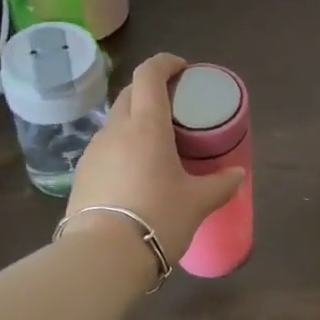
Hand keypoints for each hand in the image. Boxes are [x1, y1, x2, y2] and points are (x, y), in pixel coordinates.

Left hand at [66, 54, 244, 262]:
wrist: (102, 256)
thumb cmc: (158, 217)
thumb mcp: (198, 202)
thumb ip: (220, 184)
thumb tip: (238, 174)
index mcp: (146, 125)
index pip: (149, 74)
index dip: (165, 63)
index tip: (182, 68)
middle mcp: (116, 129)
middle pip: (130, 93)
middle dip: (151, 89)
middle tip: (174, 106)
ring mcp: (94, 151)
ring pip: (115, 121)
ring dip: (134, 119)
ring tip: (156, 142)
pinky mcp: (81, 174)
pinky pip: (105, 147)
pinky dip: (122, 146)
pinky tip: (135, 171)